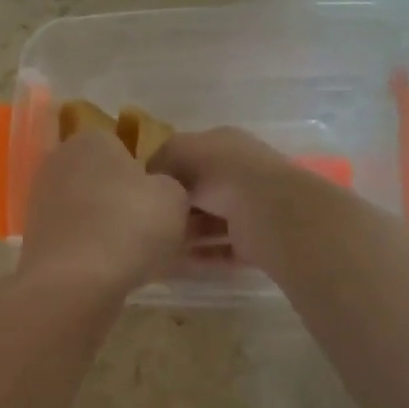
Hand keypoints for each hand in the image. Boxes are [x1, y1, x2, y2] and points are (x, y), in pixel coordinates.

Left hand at [19, 131, 190, 295]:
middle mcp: (58, 162)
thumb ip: (170, 185)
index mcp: (90, 139)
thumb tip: (158, 190)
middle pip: (102, 178)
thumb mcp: (174, 197)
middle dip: (124, 199)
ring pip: (88, 210)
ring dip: (108, 227)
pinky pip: (76, 238)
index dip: (146, 172)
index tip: (161, 199)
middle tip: (152, 227)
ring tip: (137, 255)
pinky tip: (112, 270)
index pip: (123, 146)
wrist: (74, 283)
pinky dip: (92, 250)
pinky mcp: (35, 238)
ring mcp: (40, 201)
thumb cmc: (128, 226)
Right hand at [148, 127, 310, 264]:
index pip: (190, 155)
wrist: (266, 210)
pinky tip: (178, 262)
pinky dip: (202, 255)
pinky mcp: (254, 241)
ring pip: (211, 222)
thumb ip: (161, 160)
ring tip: (159, 243)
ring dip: (188, 233)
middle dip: (177, 206)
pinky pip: (222, 249)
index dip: (166, 170)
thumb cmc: (220, 172)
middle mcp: (239, 174)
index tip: (142, 188)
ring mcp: (250, 209)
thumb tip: (148, 176)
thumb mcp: (180, 152)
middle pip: (201, 191)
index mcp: (225, 145)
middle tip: (148, 220)